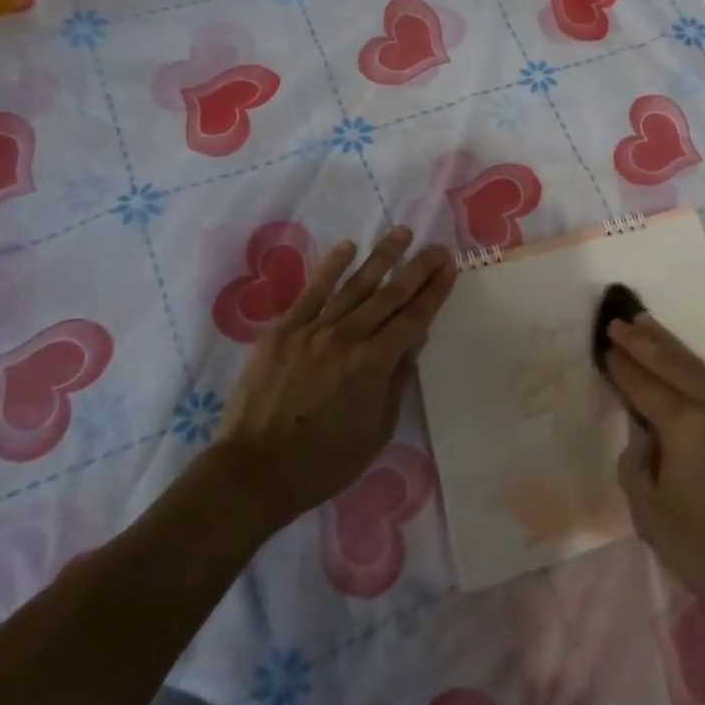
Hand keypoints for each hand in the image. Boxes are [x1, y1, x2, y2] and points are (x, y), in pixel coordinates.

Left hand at [218, 227, 455, 532]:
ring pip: (355, 285)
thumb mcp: (377, 430)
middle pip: (390, 294)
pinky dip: (331, 267)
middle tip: (437, 247)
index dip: (435, 291)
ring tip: (401, 234)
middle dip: (418, 268)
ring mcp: (313, 330)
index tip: (450, 267)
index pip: (414, 318)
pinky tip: (348, 247)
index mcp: (373, 364)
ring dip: (382, 257)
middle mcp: (347, 337)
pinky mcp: (283, 330)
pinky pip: (312, 292)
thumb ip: (397, 380)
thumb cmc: (324, 461)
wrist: (254, 471)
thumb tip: (414, 341)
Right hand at [603, 315, 704, 639]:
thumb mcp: (647, 508)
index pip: (644, 385)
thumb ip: (637, 461)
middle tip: (620, 322)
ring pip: (698, 367)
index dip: (622, 367)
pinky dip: (693, 367)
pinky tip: (682, 363)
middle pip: (673, 363)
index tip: (605, 346)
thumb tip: (646, 437)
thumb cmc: (698, 545)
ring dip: (671, 346)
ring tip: (648, 325)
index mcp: (684, 424)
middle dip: (644, 341)